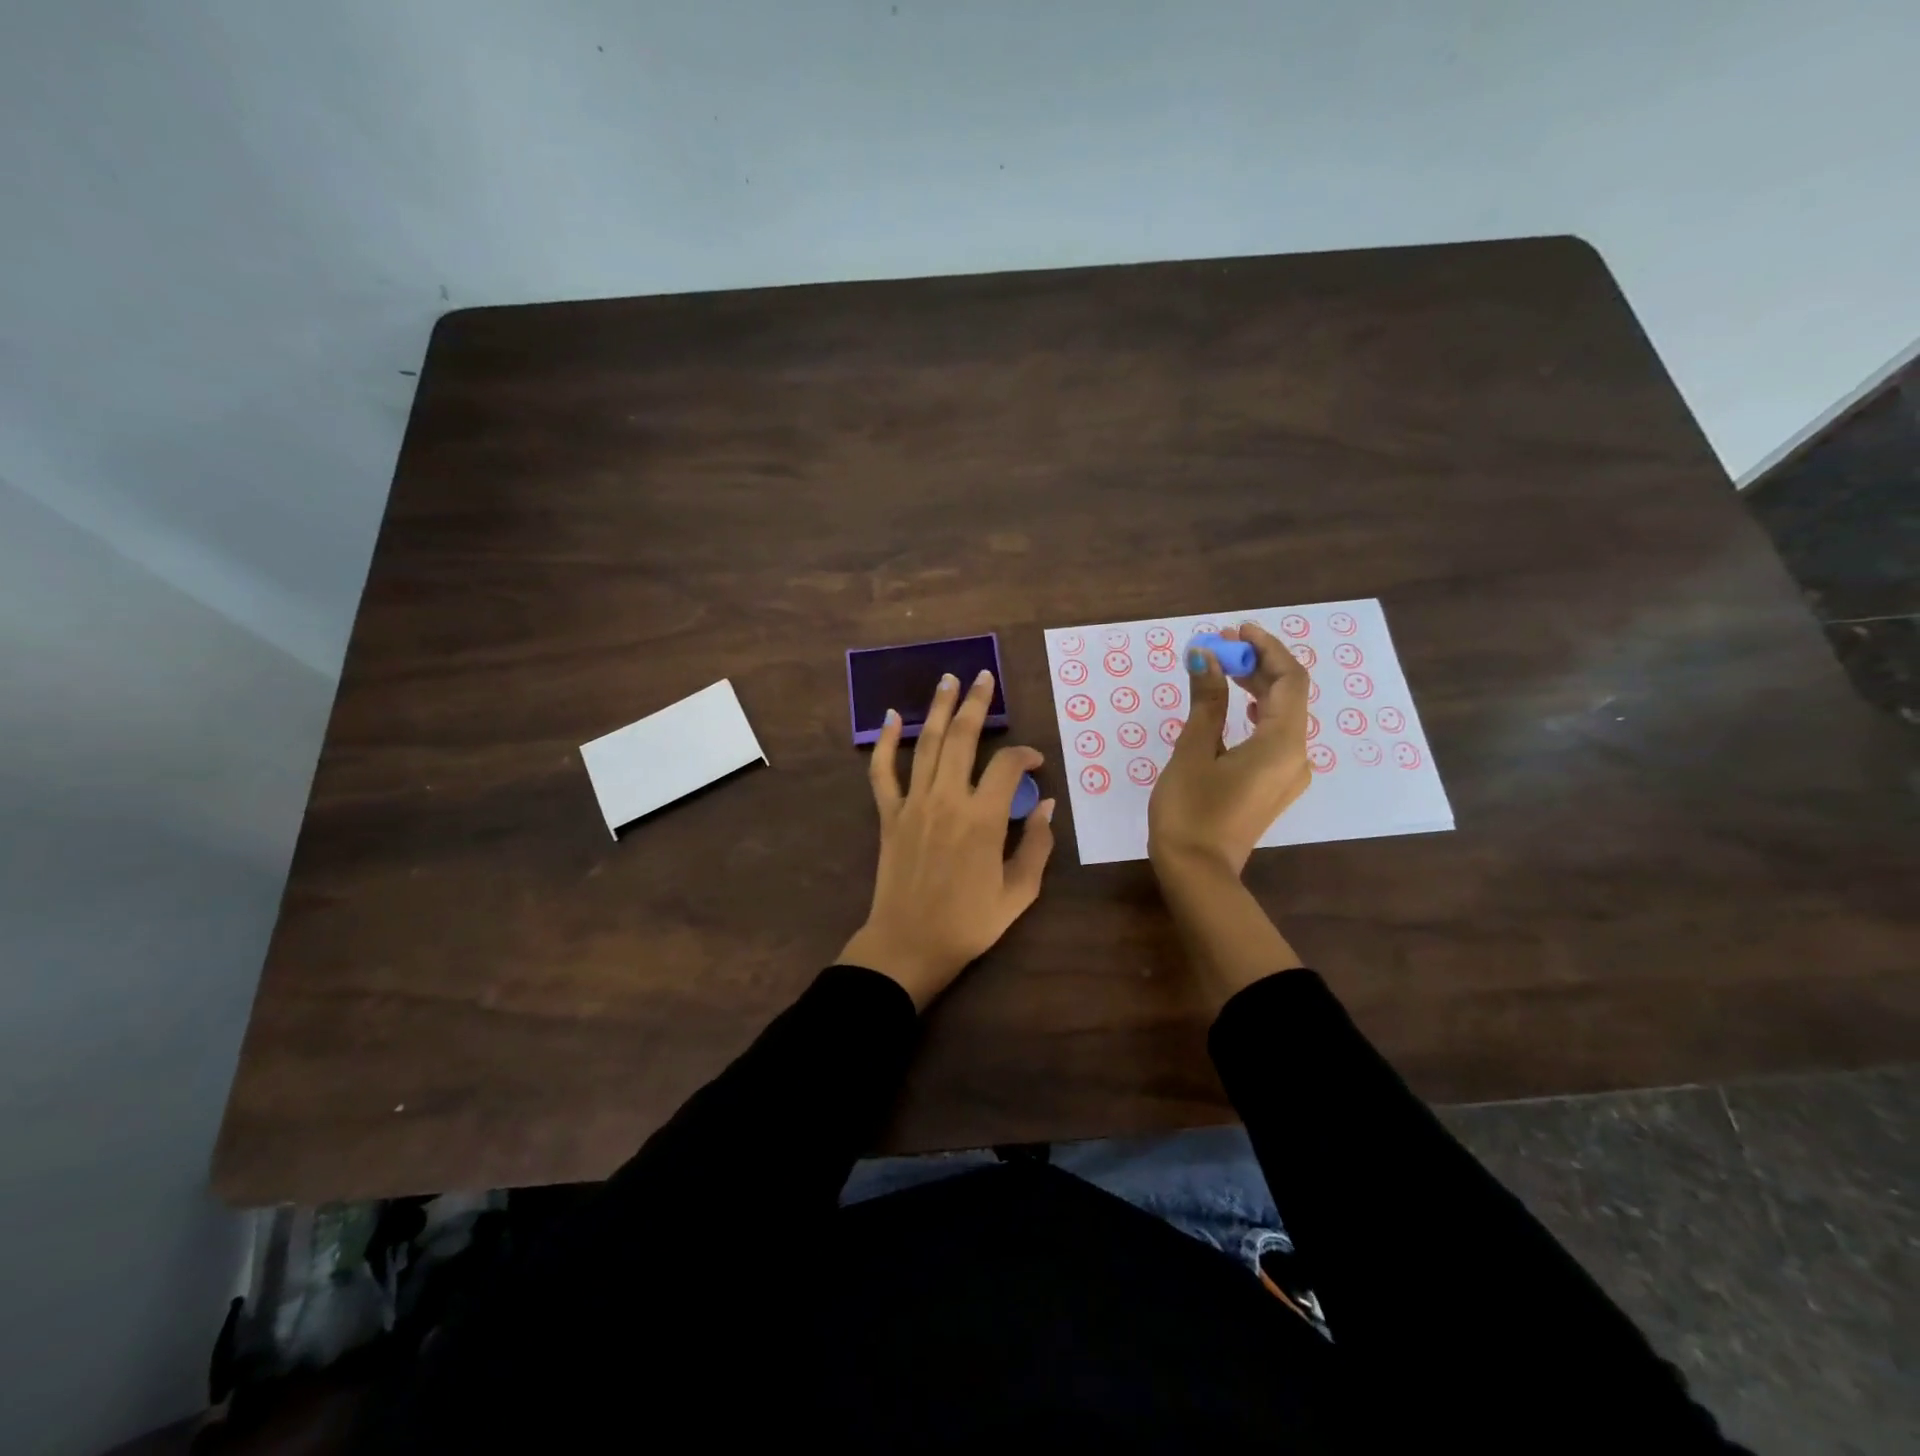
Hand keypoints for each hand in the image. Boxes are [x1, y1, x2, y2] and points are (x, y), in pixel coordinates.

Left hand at [839, 669, 1056, 1008]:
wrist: (909, 945)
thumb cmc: (968, 923)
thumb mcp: (1019, 892)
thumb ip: (1037, 845)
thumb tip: (1048, 804)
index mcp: (983, 819)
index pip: (1008, 767)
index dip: (1026, 756)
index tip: (1035, 762)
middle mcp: (948, 800)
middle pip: (962, 738)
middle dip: (976, 704)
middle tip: (984, 677)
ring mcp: (914, 804)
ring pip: (925, 744)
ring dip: (937, 708)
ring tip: (947, 679)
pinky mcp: (889, 815)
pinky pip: (883, 772)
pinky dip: (886, 743)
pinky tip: (891, 717)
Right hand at [1148, 622, 1310, 878]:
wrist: (1197, 872)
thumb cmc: (1191, 810)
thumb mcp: (1194, 750)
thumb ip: (1205, 701)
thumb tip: (1205, 657)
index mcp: (1282, 743)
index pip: (1289, 679)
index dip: (1266, 648)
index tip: (1236, 629)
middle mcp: (1296, 756)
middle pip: (1288, 696)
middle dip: (1257, 665)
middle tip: (1220, 645)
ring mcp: (1288, 774)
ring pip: (1282, 716)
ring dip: (1256, 688)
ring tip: (1223, 668)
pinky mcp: (1274, 786)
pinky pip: (1275, 737)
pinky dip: (1257, 714)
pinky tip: (1240, 707)